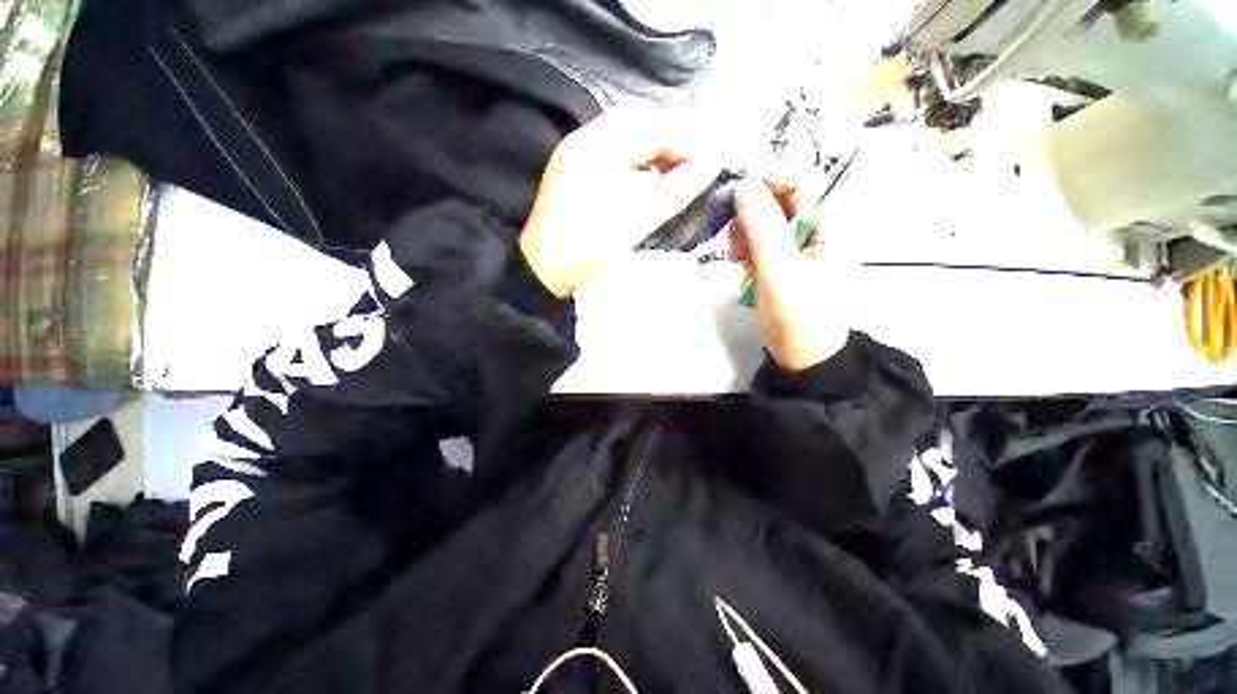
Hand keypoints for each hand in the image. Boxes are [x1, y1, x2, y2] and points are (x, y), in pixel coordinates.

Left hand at [519, 108, 721, 297]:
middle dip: (673, 140)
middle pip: (639, 124)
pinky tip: (649, 180)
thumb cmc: (593, 245)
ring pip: (626, 139)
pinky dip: (637, 163)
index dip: (688, 139)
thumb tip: (715, 159)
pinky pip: (613, 156)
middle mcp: (584, 139)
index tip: (715, 159)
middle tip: (698, 164)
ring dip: (656, 150)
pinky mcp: (573, 174)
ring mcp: (576, 155)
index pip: (654, 125)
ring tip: (679, 172)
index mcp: (598, 143)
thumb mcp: (641, 216)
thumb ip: (679, 185)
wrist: (545, 272)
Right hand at [730, 177, 852, 370]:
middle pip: (783, 199)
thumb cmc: (798, 319)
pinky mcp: (786, 264)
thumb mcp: (779, 274)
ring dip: (746, 232)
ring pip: (768, 222)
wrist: (803, 361)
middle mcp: (819, 231)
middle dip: (752, 212)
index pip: (803, 181)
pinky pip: (763, 243)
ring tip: (734, 256)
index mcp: (831, 227)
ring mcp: (801, 249)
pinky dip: (747, 249)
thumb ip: (763, 229)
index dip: (770, 175)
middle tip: (732, 234)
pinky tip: (738, 265)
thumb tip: (744, 185)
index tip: (734, 182)